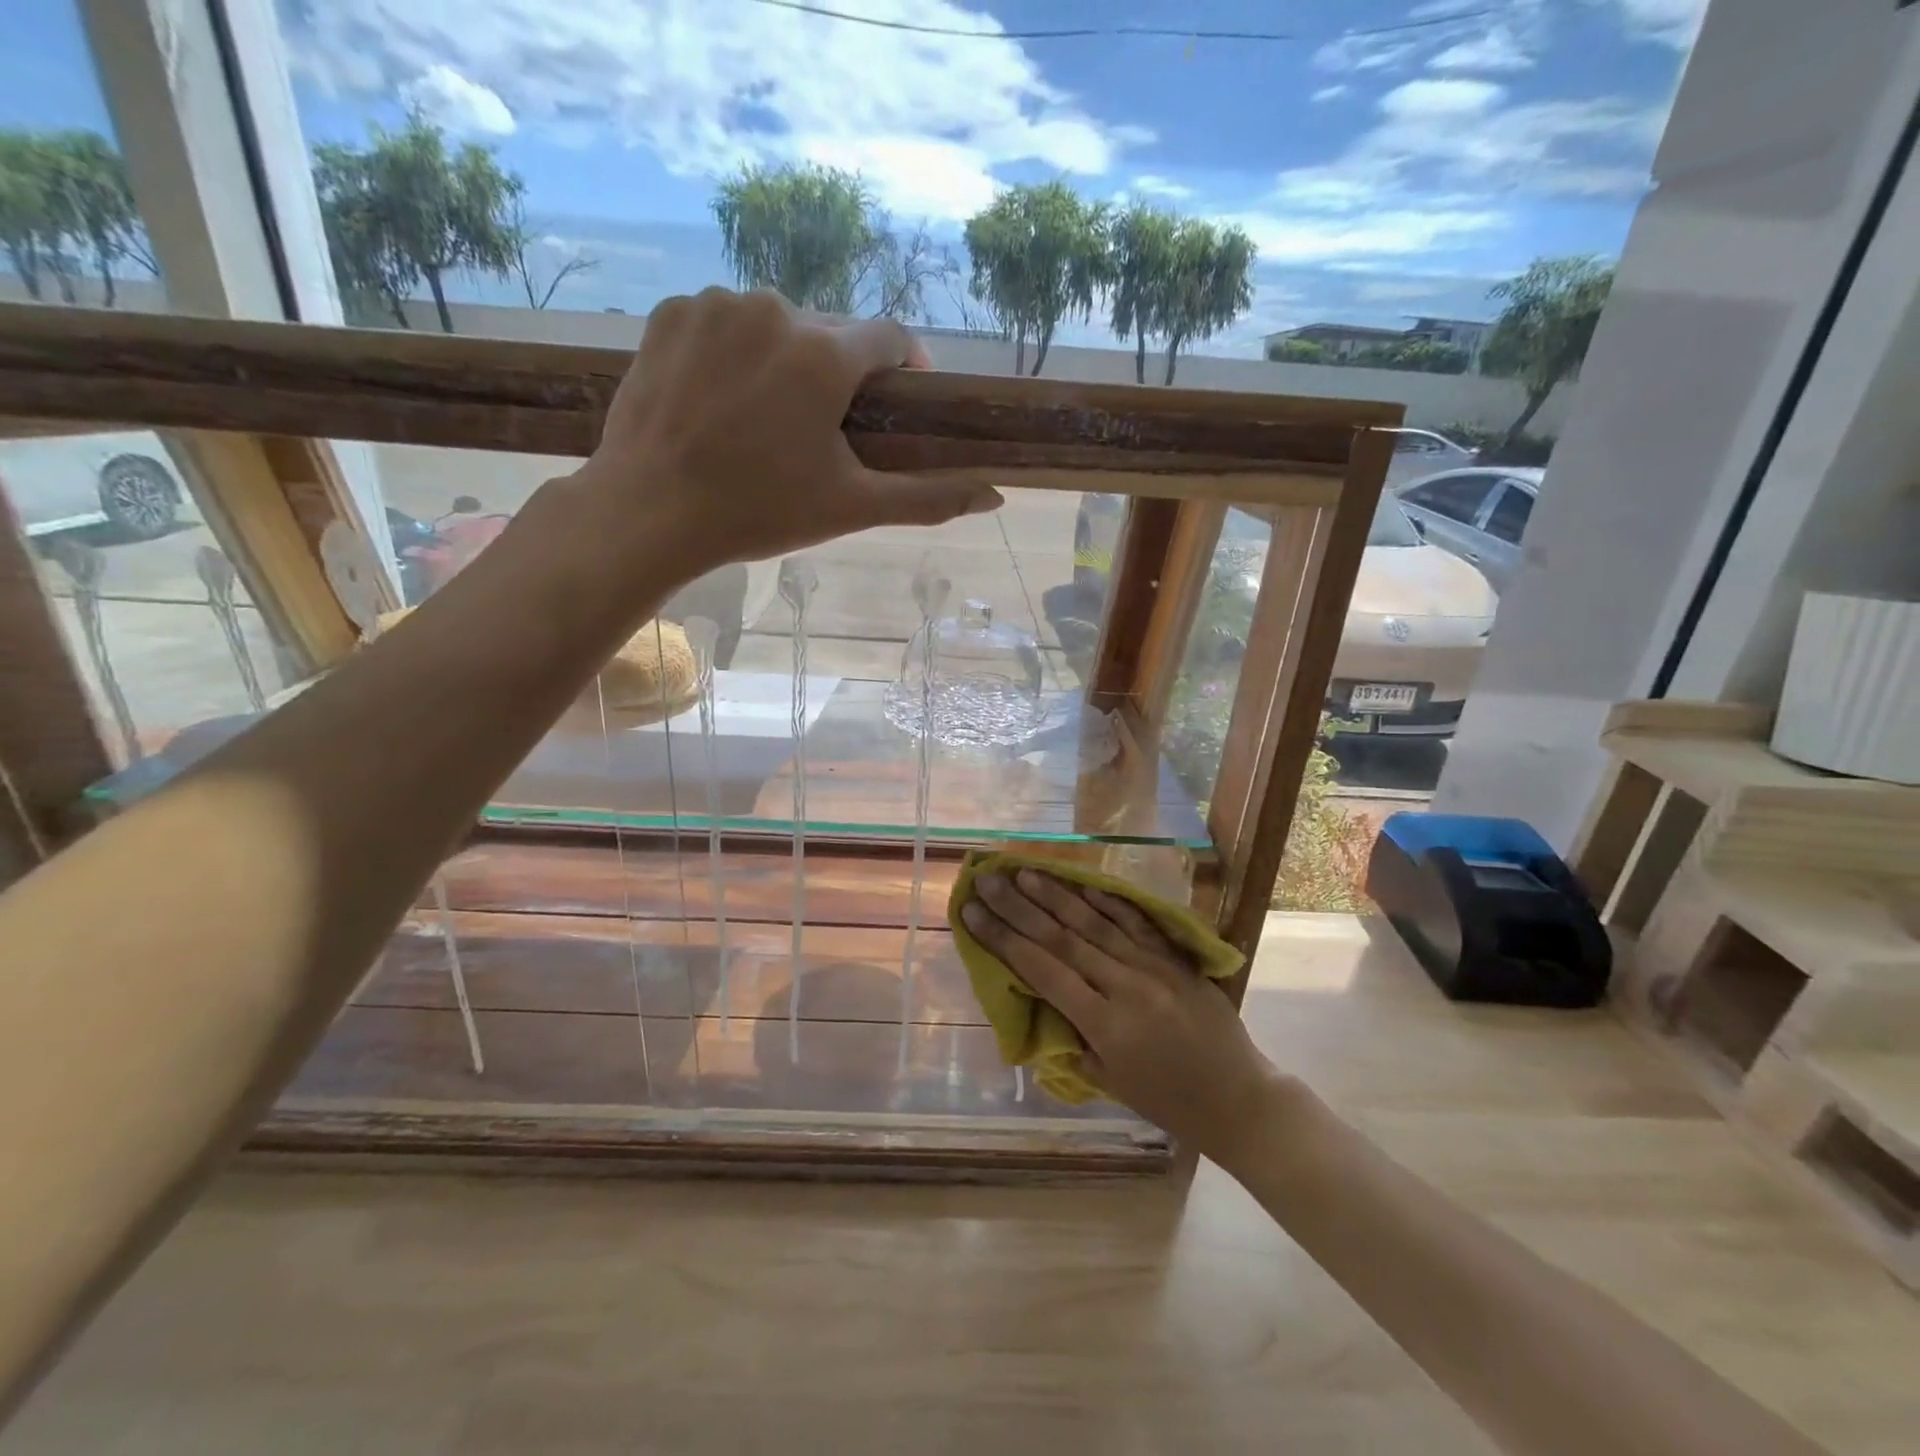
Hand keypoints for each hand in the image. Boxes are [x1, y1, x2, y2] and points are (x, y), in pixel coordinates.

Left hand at [572, 288, 1001, 577]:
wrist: (649, 512)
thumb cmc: (759, 512)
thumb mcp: (851, 507)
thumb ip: (928, 497)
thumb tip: (996, 495)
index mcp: (823, 354)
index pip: (889, 337)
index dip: (902, 366)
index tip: (897, 399)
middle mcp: (774, 308)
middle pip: (830, 332)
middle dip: (838, 373)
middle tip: (822, 430)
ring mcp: (715, 305)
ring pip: (777, 325)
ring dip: (785, 361)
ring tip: (767, 419)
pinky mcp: (670, 312)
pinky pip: (724, 323)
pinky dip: (735, 352)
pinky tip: (722, 399)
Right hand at [960, 868, 1282, 1161]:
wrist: (1240, 1099)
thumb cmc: (1168, 1103)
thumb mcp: (1109, 1081)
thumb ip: (1075, 1036)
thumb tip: (1044, 996)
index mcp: (1105, 1024)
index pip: (1042, 970)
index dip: (1003, 939)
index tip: (973, 912)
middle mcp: (1125, 986)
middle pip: (1062, 937)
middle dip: (1019, 907)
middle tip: (988, 879)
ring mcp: (1154, 967)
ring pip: (1096, 923)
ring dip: (1056, 895)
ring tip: (1024, 872)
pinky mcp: (1176, 959)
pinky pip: (1136, 923)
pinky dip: (1108, 901)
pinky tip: (1083, 883)